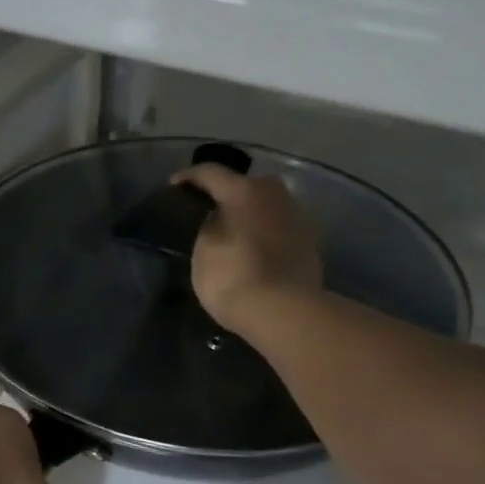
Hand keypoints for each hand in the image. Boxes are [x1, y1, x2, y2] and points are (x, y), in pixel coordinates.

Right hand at [172, 163, 321, 332]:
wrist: (283, 311)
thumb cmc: (232, 277)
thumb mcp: (204, 250)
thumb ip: (209, 225)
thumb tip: (219, 218)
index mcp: (245, 191)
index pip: (211, 173)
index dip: (189, 178)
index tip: (174, 186)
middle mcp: (275, 194)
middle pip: (246, 185)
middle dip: (227, 193)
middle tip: (209, 210)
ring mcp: (297, 216)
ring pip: (266, 205)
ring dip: (249, 213)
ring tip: (233, 230)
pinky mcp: (309, 241)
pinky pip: (278, 227)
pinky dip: (264, 232)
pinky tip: (255, 248)